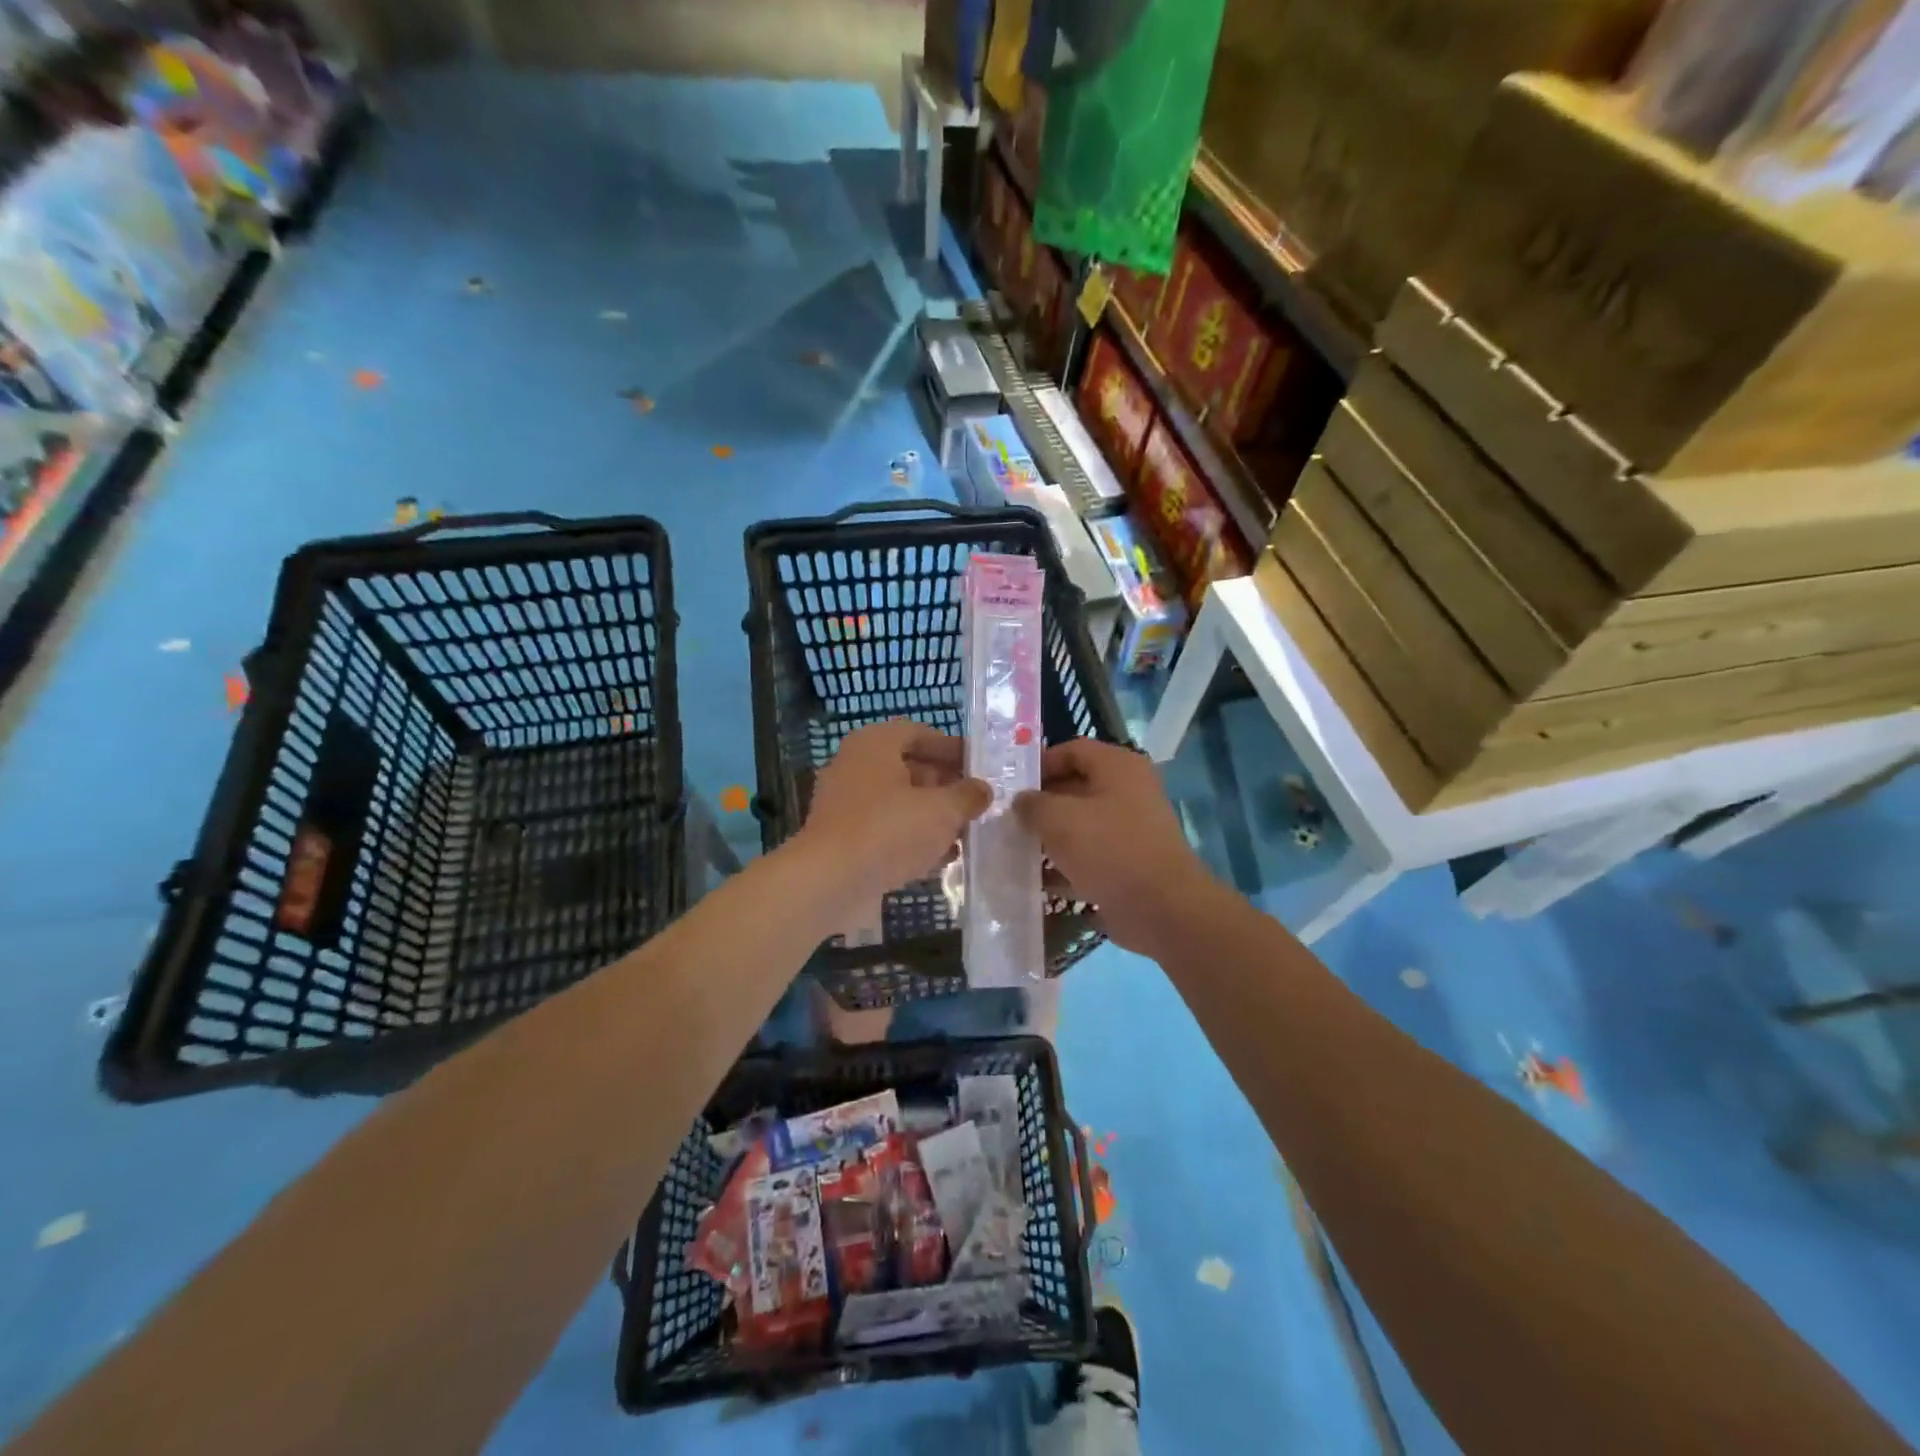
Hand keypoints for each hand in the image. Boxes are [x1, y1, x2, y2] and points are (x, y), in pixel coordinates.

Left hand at [798, 719, 990, 914]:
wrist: (830, 882)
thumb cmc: (889, 830)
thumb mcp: (942, 810)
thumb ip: (967, 796)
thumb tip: (982, 790)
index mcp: (875, 744)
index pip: (919, 733)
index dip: (952, 748)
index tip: (979, 767)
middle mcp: (856, 766)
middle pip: (909, 767)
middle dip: (945, 785)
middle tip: (976, 803)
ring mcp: (846, 803)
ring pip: (899, 801)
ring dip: (931, 815)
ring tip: (965, 833)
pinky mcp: (844, 838)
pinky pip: (885, 829)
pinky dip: (912, 838)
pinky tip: (939, 858)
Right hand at [1015, 738, 1217, 954]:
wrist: (1160, 909)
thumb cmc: (1108, 849)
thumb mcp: (1059, 819)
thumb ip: (1033, 804)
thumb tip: (1021, 801)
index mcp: (1118, 767)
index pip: (1072, 750)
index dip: (1040, 763)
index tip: (1012, 786)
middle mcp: (1129, 792)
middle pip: (1075, 787)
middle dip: (1041, 804)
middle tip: (1008, 819)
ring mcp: (1131, 830)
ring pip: (1081, 825)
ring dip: (1050, 837)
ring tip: (1016, 849)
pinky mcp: (1129, 864)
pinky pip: (1090, 856)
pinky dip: (1066, 865)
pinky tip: (1038, 880)